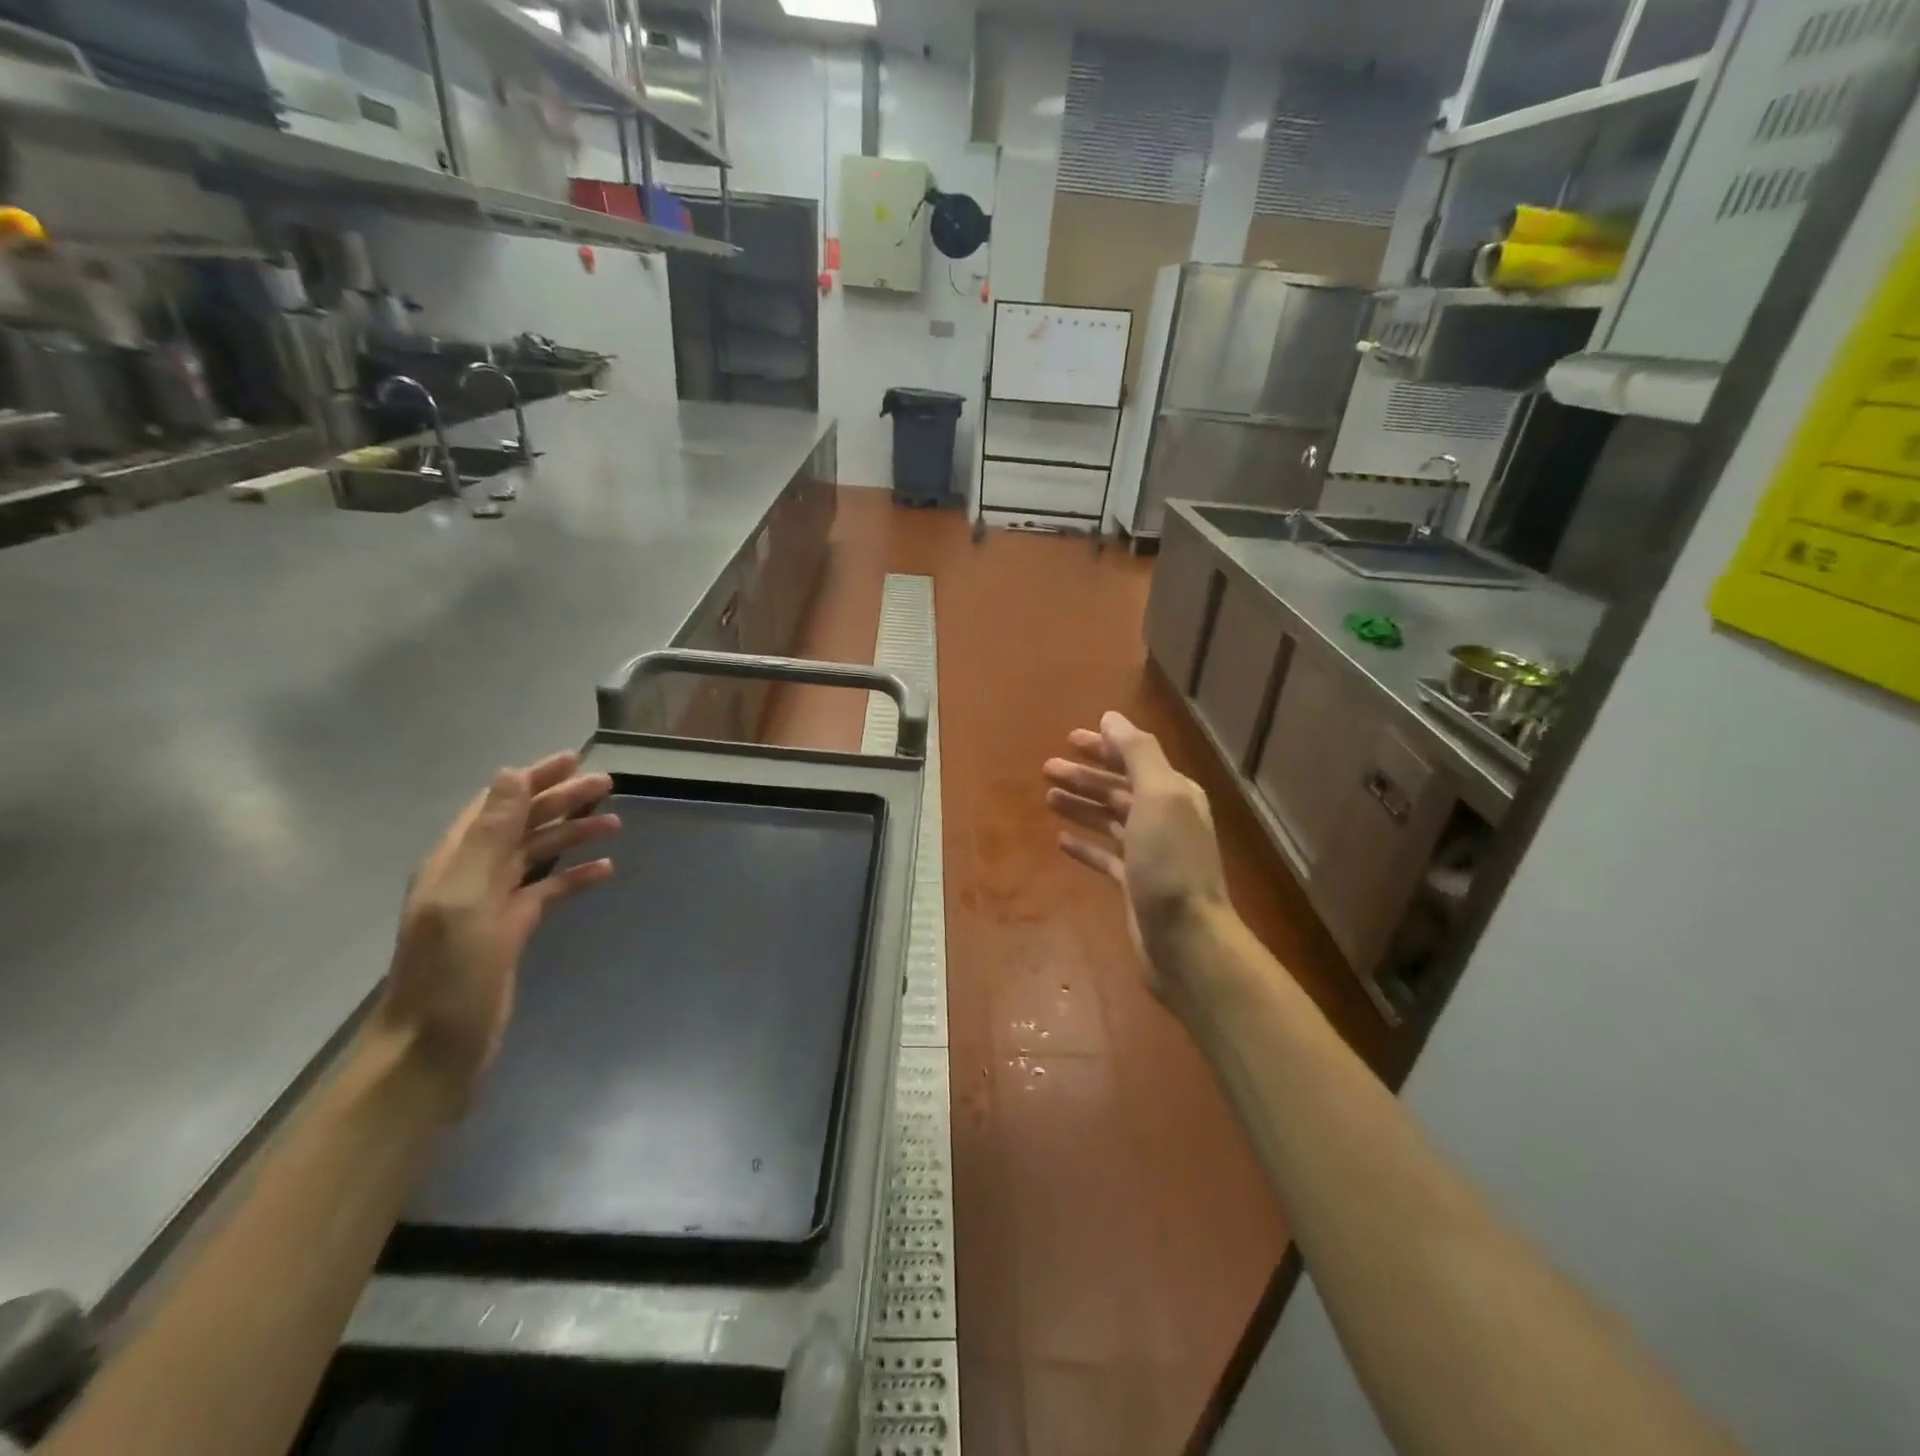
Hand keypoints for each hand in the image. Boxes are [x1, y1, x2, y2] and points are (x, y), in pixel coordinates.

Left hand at [376, 751, 618, 1108]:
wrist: (434, 1049)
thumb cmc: (450, 972)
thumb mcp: (468, 897)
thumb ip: (490, 835)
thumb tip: (511, 775)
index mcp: (455, 860)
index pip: (498, 803)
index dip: (534, 779)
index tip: (574, 759)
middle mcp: (472, 874)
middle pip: (522, 824)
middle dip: (562, 802)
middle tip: (607, 785)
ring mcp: (493, 904)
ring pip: (538, 855)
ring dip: (573, 835)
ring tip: (614, 824)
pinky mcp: (512, 930)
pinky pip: (548, 891)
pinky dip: (575, 877)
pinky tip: (605, 871)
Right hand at [1044, 712, 1228, 1000]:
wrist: (1186, 938)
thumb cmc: (1170, 862)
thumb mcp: (1160, 795)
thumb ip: (1137, 753)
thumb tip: (1111, 718)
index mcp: (1173, 793)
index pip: (1134, 759)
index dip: (1103, 747)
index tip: (1070, 739)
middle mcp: (1164, 818)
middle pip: (1118, 788)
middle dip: (1085, 776)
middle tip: (1047, 769)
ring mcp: (1149, 853)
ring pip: (1110, 820)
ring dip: (1081, 805)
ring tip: (1049, 797)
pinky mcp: (1135, 884)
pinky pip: (1106, 856)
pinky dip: (1085, 845)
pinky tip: (1061, 840)